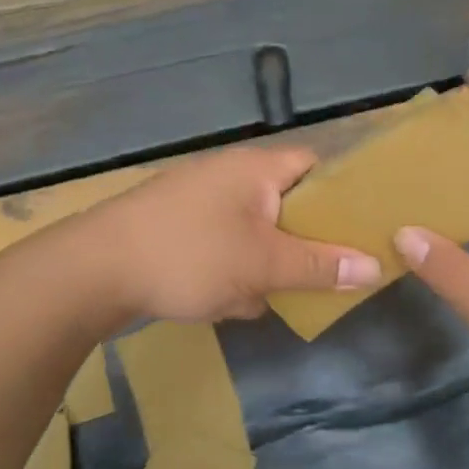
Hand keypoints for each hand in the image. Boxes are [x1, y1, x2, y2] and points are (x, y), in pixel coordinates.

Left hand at [87, 146, 381, 323]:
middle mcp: (229, 176)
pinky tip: (227, 302)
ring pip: (254, 233)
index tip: (365, 228)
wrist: (93, 273)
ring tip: (271, 296)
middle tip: (326, 274)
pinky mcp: (178, 230)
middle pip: (286, 205)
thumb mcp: (263, 265)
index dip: (344, 193)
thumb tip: (375, 267)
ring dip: (264, 265)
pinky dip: (231, 271)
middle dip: (301, 245)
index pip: (316, 165)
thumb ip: (320, 266)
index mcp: (256, 168)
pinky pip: (223, 247)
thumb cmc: (189, 256)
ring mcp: (199, 203)